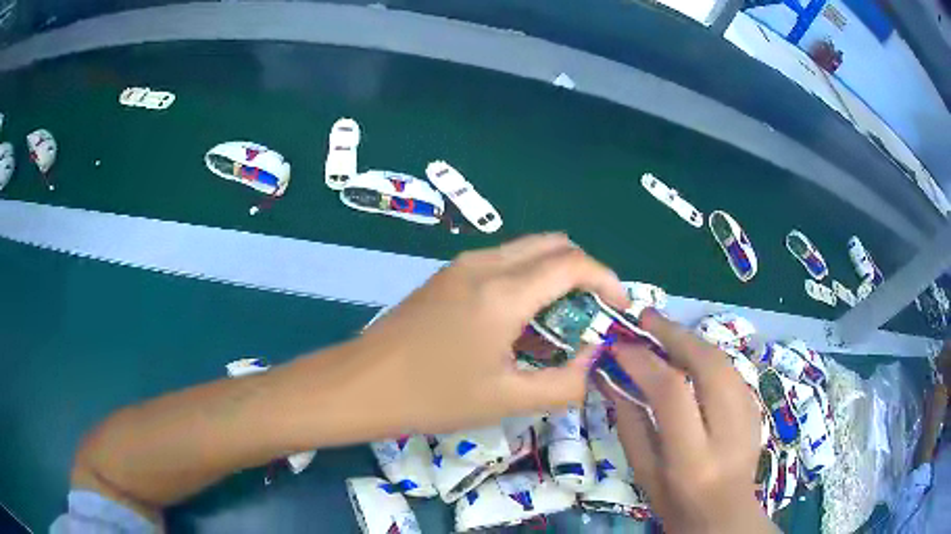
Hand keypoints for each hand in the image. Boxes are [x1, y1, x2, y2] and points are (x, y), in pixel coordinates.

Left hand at [358, 233, 628, 433]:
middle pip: (553, 245)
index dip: (607, 280)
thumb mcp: (506, 399)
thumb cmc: (431, 396)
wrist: (360, 384)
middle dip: (582, 274)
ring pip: (526, 250)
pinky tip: (517, 320)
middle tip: (589, 315)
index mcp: (504, 292)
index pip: (574, 264)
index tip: (619, 308)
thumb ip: (565, 384)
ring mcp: (461, 265)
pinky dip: (526, 279)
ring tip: (556, 323)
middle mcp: (485, 264)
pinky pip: (502, 262)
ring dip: (553, 276)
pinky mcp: (445, 275)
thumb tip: (594, 362)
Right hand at [600, 310, 776, 532]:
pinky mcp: (756, 406)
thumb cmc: (675, 500)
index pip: (671, 393)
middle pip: (707, 364)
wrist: (725, 512)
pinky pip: (729, 368)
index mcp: (693, 457)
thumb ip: (630, 423)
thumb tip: (613, 377)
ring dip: (690, 338)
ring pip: (723, 360)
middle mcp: (728, 430)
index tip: (618, 346)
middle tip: (644, 318)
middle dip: (674, 334)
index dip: (643, 361)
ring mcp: (749, 414)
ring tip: (661, 329)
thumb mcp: (644, 472)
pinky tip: (687, 352)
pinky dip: (704, 353)